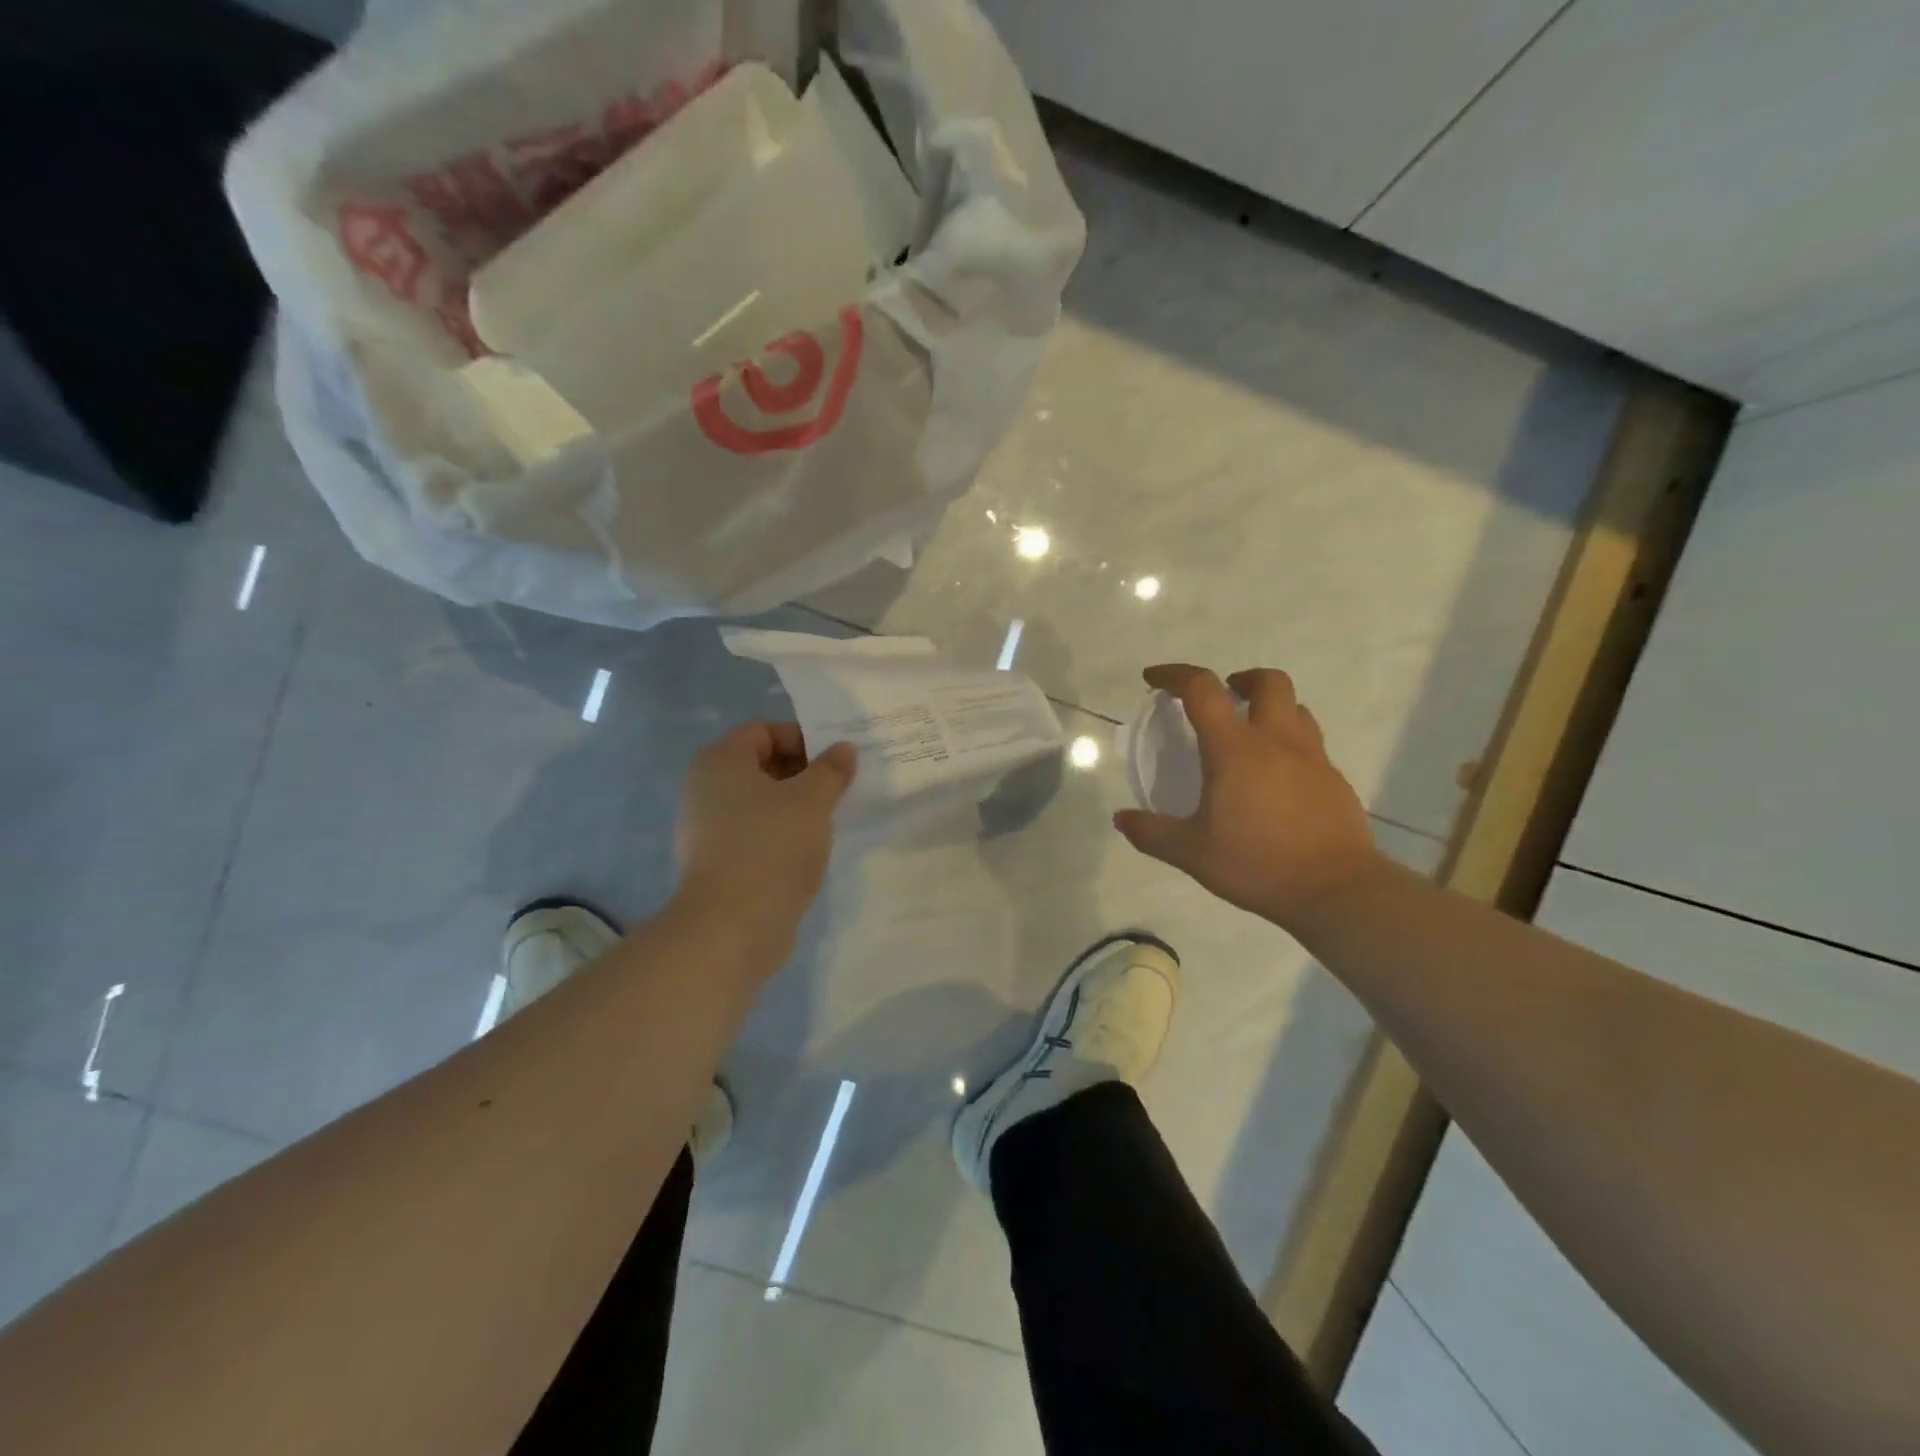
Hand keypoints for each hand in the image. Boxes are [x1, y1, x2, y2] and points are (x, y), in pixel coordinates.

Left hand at [675, 723, 855, 939]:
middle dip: (803, 773)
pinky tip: (807, 850)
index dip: (803, 739)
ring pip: (760, 802)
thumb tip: (843, 749)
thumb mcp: (813, 800)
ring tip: (828, 820)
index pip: (764, 730)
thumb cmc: (771, 846)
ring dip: (795, 806)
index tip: (835, 762)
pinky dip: (780, 834)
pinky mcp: (716, 861)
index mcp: (721, 760)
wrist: (732, 926)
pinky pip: (754, 833)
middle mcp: (705, 787)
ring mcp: (706, 827)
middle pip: (761, 765)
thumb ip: (831, 769)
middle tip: (839, 790)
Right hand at [1112, 665, 1383, 930]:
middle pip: (1268, 682)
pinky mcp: (1334, 781)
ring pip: (1296, 709)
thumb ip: (1152, 832)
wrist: (1335, 890)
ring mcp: (1313, 758)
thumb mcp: (1191, 853)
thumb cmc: (1257, 863)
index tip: (1154, 679)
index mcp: (1235, 748)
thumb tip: (1121, 819)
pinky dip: (1289, 746)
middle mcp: (1276, 741)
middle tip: (1223, 697)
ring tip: (1250, 735)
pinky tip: (1277, 780)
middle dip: (1241, 679)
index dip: (1175, 675)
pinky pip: (1310, 745)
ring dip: (1270, 708)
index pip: (1203, 689)